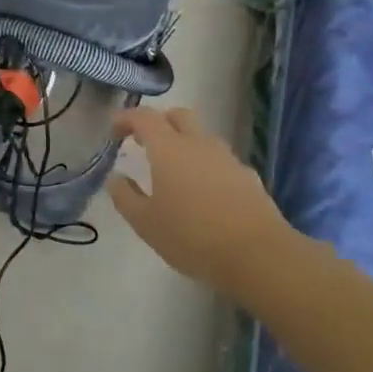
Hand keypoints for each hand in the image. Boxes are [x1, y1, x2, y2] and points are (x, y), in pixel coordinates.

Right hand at [108, 106, 292, 295]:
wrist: (258, 255)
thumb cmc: (192, 237)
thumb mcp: (146, 223)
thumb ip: (125, 197)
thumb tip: (117, 178)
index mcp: (169, 148)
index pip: (144, 117)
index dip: (126, 119)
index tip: (114, 131)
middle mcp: (199, 144)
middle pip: (178, 116)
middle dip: (159, 123)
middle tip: (144, 143)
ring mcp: (227, 158)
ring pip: (202, 137)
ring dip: (184, 144)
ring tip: (173, 171)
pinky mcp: (248, 177)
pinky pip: (220, 161)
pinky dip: (205, 166)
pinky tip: (203, 193)